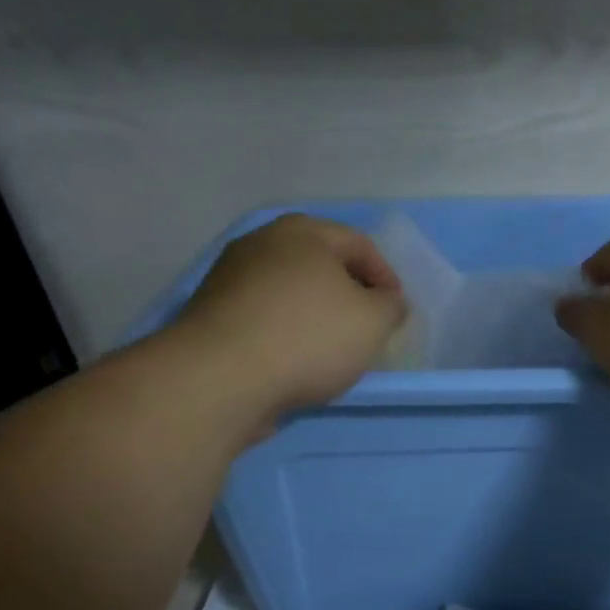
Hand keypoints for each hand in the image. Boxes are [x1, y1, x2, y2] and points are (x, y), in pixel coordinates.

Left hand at [175, 214, 406, 421]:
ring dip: (315, 316)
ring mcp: (230, 278)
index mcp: (302, 232)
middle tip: (367, 329)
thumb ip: (390, 306)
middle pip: (321, 265)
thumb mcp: (372, 321)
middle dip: (349, 295)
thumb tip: (387, 301)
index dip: (386, 277)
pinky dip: (286, 334)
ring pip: (290, 292)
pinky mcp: (212, 315)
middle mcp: (262, 243)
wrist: (221, 378)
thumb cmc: (308, 337)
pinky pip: (264, 318)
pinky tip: (296, 363)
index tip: (396, 313)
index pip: (359, 244)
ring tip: (332, 352)